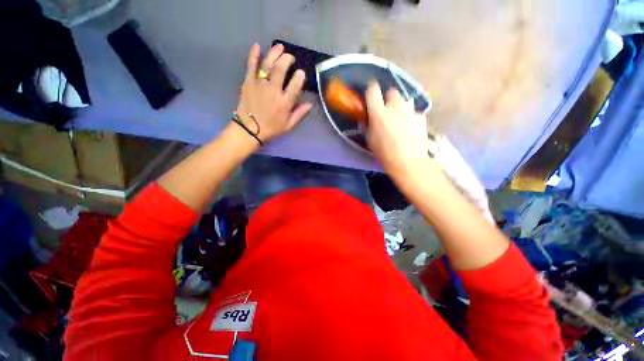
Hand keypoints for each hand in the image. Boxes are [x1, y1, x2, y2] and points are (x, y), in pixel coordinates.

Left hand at [235, 43, 312, 143]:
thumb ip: (300, 114)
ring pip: (268, 64)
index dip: (300, 76)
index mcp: (284, 103)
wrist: (249, 130)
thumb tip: (310, 104)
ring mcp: (259, 85)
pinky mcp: (248, 82)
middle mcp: (273, 91)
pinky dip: (253, 55)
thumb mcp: (289, 125)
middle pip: (281, 69)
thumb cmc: (271, 128)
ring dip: (274, 53)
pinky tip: (257, 46)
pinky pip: (251, 65)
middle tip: (290, 58)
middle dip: (287, 59)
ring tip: (279, 47)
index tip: (301, 73)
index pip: (295, 85)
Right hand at [365, 82, 436, 178]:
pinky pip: (414, 112)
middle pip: (392, 92)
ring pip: (404, 101)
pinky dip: (410, 117)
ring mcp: (410, 111)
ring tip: (400, 119)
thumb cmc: (384, 152)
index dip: (371, 89)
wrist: (407, 161)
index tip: (371, 93)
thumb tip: (368, 119)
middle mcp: (395, 107)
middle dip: (388, 98)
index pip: (373, 90)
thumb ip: (368, 125)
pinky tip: (410, 128)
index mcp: (379, 112)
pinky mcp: (421, 117)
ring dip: (400, 107)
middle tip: (387, 109)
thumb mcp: (369, 139)